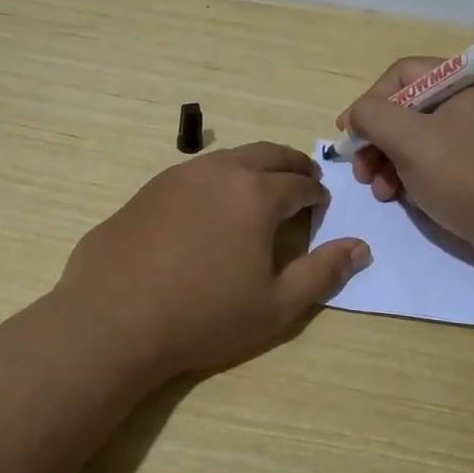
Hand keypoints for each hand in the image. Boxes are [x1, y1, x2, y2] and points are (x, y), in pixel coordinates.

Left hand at [52, 142, 371, 381]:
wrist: (113, 317)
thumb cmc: (203, 316)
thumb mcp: (276, 306)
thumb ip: (322, 272)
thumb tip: (360, 247)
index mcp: (257, 194)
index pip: (300, 184)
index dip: (316, 195)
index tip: (320, 206)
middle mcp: (221, 171)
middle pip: (268, 155)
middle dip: (292, 167)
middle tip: (303, 182)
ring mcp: (180, 175)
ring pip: (230, 158)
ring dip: (254, 167)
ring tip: (260, 190)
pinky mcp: (149, 187)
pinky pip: (197, 171)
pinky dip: (218, 178)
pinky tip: (211, 205)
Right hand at [337, 59, 473, 269]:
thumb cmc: (469, 176)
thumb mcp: (411, 140)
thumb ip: (373, 116)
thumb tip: (358, 114)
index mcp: (464, 81)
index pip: (402, 74)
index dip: (369, 101)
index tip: (349, 136)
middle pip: (408, 108)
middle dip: (377, 140)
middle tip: (361, 171)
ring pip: (418, 139)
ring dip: (390, 162)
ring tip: (381, 191)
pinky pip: (437, 162)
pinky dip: (413, 176)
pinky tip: (403, 198)